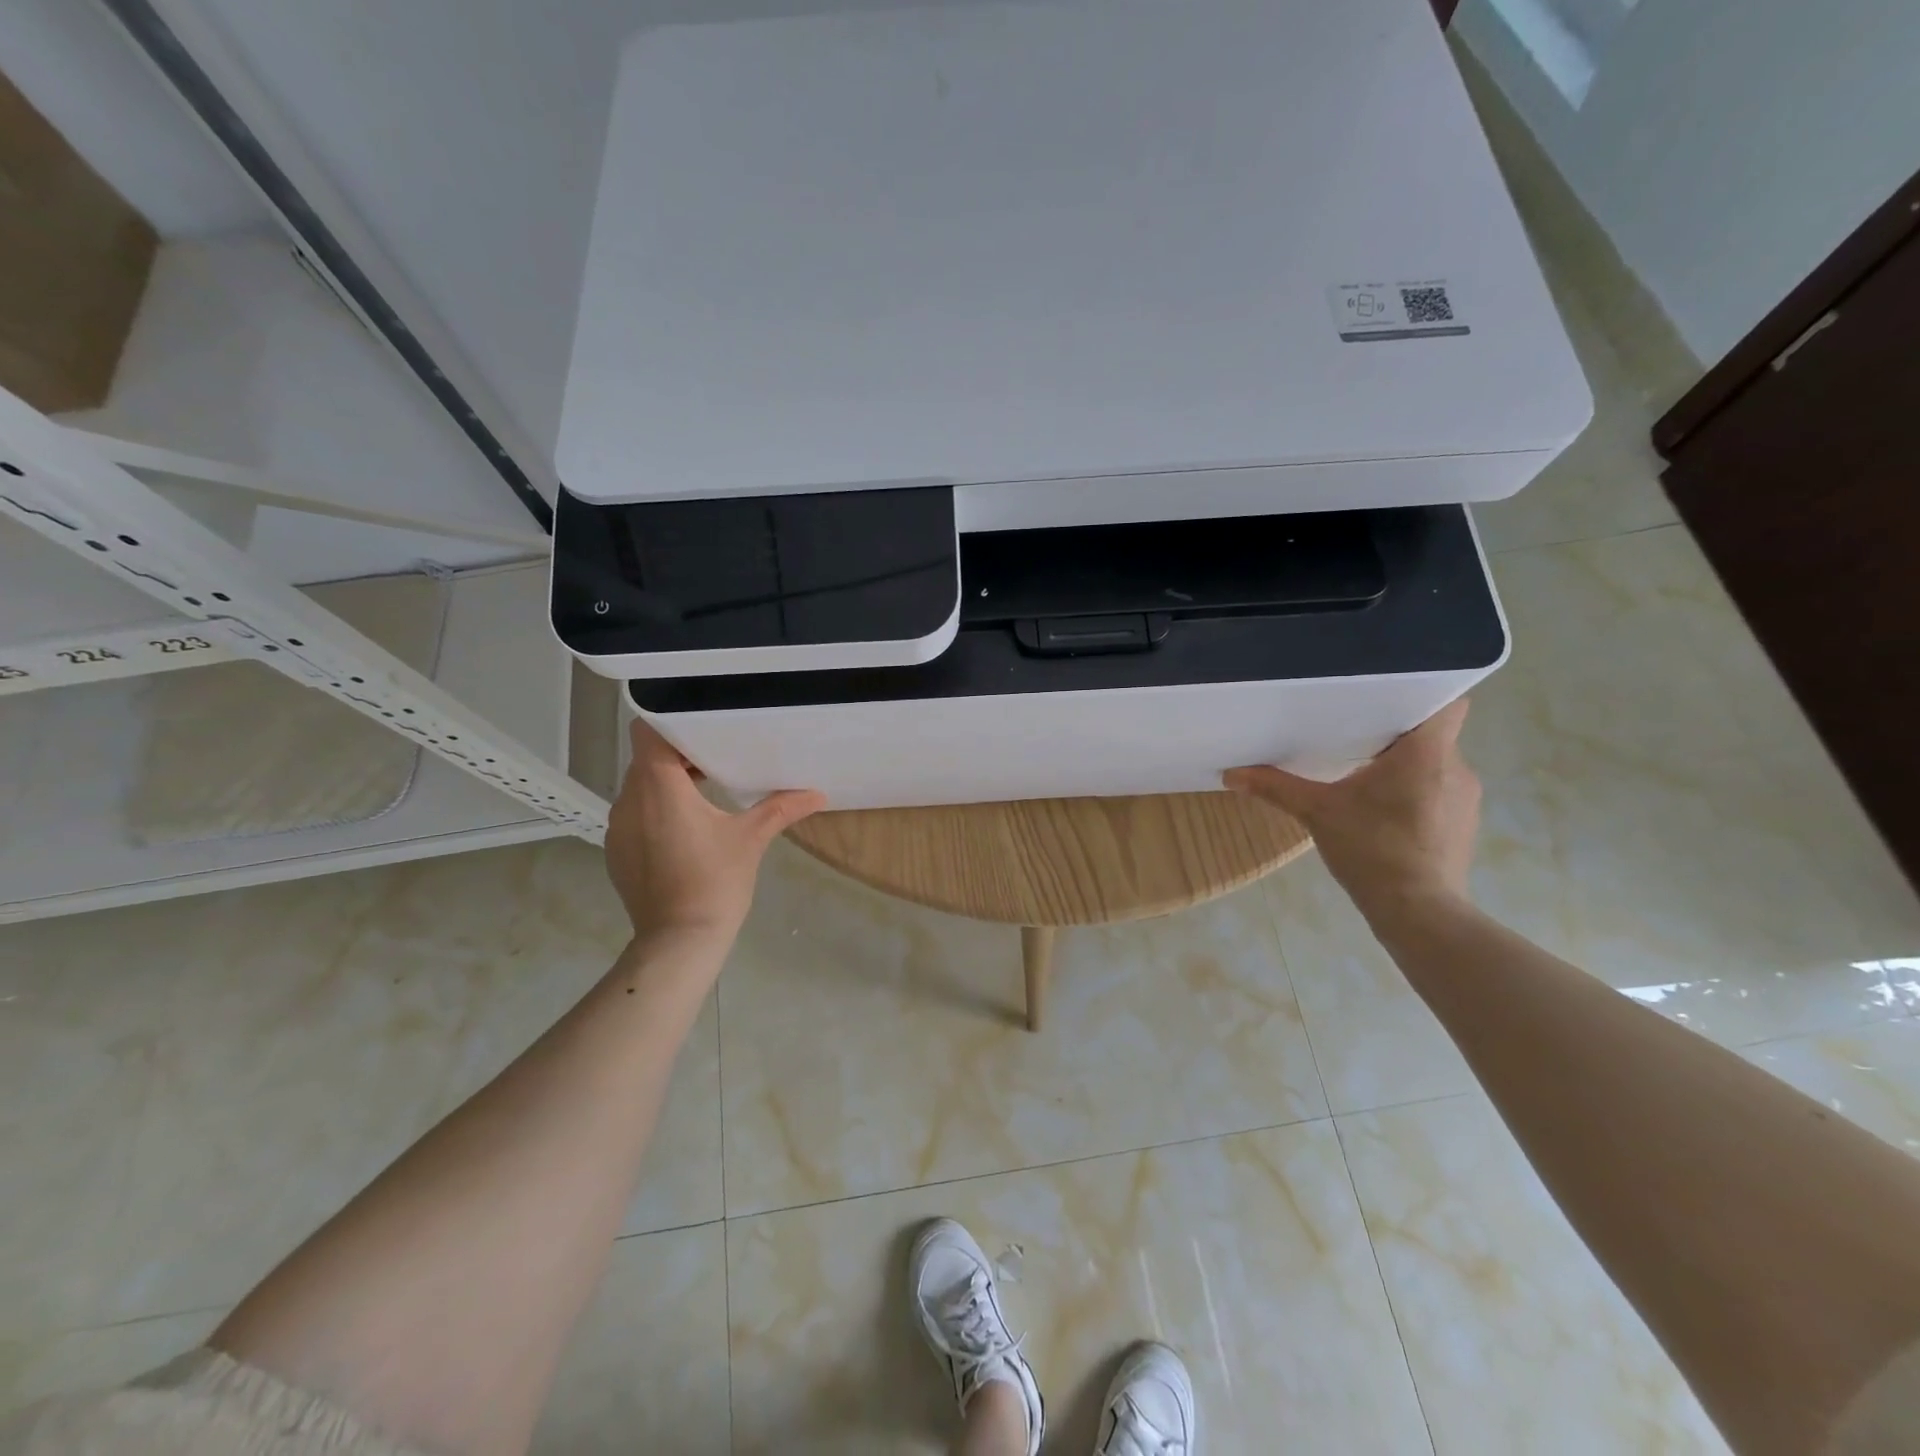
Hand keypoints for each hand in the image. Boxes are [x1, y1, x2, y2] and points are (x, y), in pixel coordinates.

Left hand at [605, 720, 825, 944]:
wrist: (678, 941)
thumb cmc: (715, 881)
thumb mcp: (752, 839)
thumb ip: (781, 808)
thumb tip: (817, 794)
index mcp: (659, 787)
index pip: (648, 732)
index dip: (672, 725)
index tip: (703, 733)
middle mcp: (629, 800)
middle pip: (646, 759)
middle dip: (679, 757)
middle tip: (716, 762)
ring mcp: (618, 828)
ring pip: (640, 788)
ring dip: (667, 786)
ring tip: (704, 795)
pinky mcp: (616, 852)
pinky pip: (634, 816)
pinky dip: (656, 813)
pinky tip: (685, 832)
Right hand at [1224, 699, 1479, 919]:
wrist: (1418, 912)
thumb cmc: (1372, 849)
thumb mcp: (1316, 812)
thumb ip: (1275, 787)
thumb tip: (1230, 774)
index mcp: (1427, 752)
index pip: (1446, 701)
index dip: (1421, 691)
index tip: (1385, 695)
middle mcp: (1456, 767)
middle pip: (1433, 732)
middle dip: (1396, 732)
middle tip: (1355, 733)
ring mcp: (1465, 798)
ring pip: (1436, 763)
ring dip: (1405, 765)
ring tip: (1365, 775)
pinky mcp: (1463, 824)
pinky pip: (1440, 791)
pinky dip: (1415, 792)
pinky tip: (1384, 811)